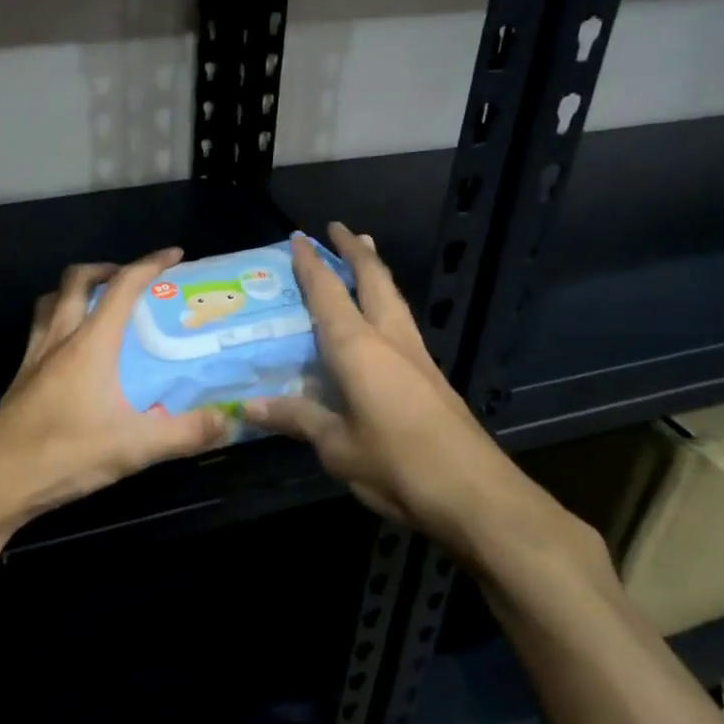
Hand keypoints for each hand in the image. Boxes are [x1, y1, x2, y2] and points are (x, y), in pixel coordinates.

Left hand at [0, 250, 230, 539]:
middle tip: (130, 279)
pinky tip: (70, 353)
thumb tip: (231, 419)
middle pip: (76, 281)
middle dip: (106, 268)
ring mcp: (34, 358)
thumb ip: (185, 433)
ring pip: (49, 302)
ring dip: (73, 291)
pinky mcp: (20, 380)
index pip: (122, 287)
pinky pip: (39, 331)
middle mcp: (59, 339)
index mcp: (89, 344)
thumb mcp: (133, 447)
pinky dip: (57, 322)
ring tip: (97, 304)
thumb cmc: (63, 454)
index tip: (174, 254)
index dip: (150, 264)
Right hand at [241, 224, 491, 524]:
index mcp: (359, 349)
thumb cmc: (397, 465)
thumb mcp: (336, 447)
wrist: (476, 495)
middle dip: (356, 251)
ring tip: (367, 254)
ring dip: (377, 272)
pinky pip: (402, 324)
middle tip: (341, 229)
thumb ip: (296, 419)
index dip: (312, 265)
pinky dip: (386, 304)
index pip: (329, 294)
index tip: (300, 238)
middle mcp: (390, 340)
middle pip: (375, 281)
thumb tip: (247, 406)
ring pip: (395, 299)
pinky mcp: (432, 378)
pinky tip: (381, 320)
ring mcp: (417, 357)